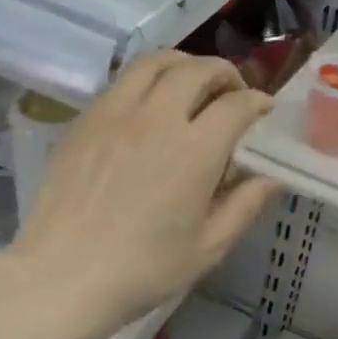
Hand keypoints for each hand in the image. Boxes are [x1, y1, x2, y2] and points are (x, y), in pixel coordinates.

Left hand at [6, 53, 278, 330]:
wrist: (65, 275)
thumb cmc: (144, 269)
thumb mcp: (208, 247)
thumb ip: (245, 206)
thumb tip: (272, 177)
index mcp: (195, 150)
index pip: (236, 105)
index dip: (258, 103)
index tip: (264, 112)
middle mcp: (156, 117)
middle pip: (197, 70)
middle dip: (224, 74)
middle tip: (232, 93)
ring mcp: (114, 113)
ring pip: (155, 63)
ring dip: (183, 65)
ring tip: (191, 84)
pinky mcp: (84, 121)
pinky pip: (122, 83)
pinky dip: (147, 82)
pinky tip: (148, 108)